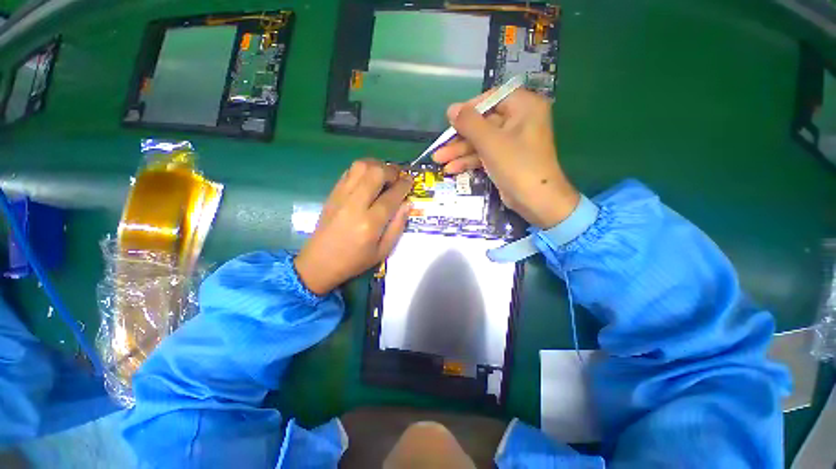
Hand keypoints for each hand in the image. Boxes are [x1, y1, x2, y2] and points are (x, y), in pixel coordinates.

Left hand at [294, 159, 412, 294]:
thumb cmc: (355, 260)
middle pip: (375, 173)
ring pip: (360, 166)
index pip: (391, 196)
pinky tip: (368, 179)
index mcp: (370, 223)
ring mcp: (341, 196)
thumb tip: (407, 203)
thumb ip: (398, 226)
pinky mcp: (332, 193)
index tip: (410, 181)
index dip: (404, 185)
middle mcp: (355, 205)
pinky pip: (349, 172)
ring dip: (376, 165)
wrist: (319, 262)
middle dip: (391, 170)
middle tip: (397, 178)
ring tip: (384, 175)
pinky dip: (363, 170)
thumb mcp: (383, 251)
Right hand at [433, 89, 579, 227]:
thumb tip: (451, 109)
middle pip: (483, 124)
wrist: (536, 200)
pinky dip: (469, 161)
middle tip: (439, 146)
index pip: (492, 99)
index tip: (451, 121)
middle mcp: (519, 121)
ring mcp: (512, 142)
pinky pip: (485, 154)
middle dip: (459, 138)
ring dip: (460, 151)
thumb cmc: (517, 165)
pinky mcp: (506, 159)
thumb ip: (469, 123)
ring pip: (481, 141)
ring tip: (438, 160)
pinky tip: (452, 169)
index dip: (469, 109)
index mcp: (524, 107)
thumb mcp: (490, 142)